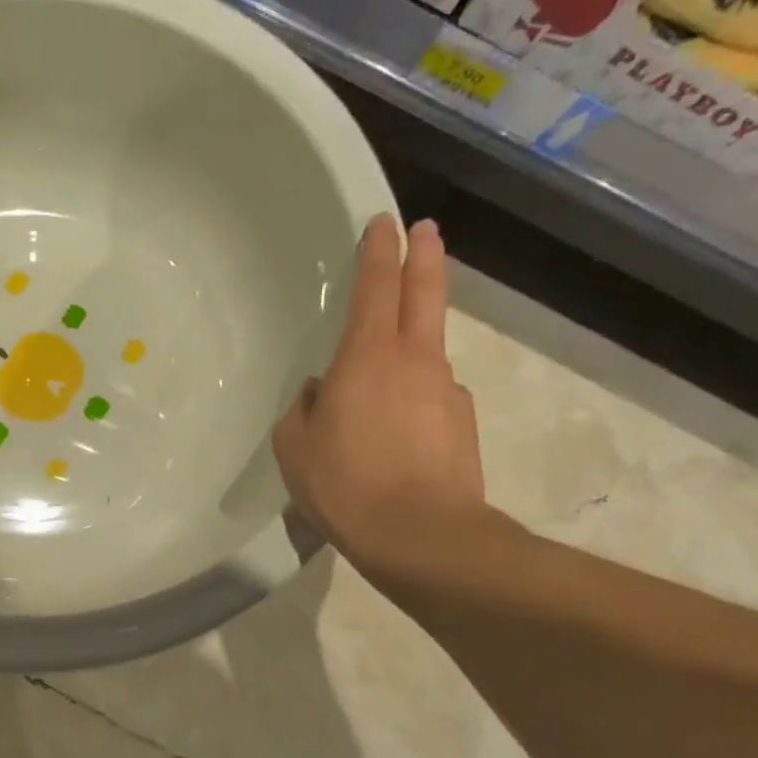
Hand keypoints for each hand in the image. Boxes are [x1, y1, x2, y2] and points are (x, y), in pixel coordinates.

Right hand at [273, 215, 487, 575]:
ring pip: (428, 352)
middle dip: (424, 255)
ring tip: (382, 382)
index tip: (384, 222)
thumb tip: (321, 392)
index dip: (379, 251)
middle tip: (427, 229)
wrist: (421, 535)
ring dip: (412, 344)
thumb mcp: (295, 448)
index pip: (375, 287)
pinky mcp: (462, 424)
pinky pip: (431, 398)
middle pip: (424, 293)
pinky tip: (397, 436)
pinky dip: (415, 400)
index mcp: (366, 358)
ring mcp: (446, 391)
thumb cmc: (344, 484)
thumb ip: (304, 409)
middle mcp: (414, 361)